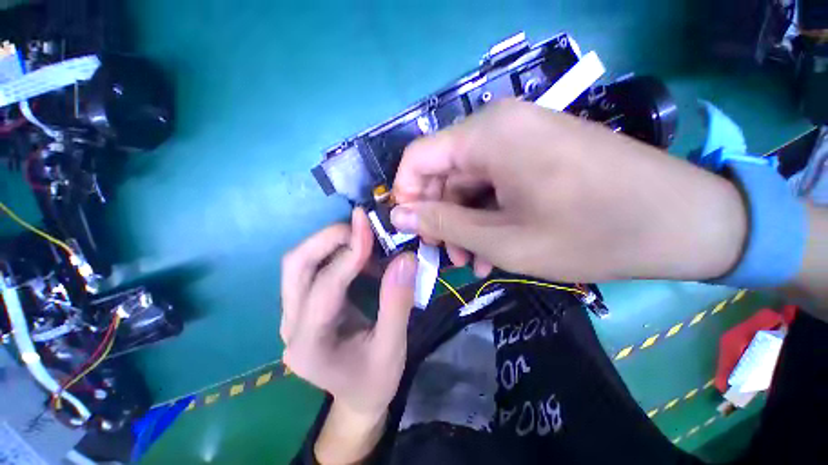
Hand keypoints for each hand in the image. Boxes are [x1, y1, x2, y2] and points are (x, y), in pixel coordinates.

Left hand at [280, 208, 415, 417]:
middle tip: (362, 227)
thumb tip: (406, 258)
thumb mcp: (393, 347)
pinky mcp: (302, 306)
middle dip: (329, 239)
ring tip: (364, 240)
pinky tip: (360, 256)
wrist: (357, 398)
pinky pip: (312, 268)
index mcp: (309, 345)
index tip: (369, 227)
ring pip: (299, 263)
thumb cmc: (375, 379)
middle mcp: (290, 325)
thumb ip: (398, 302)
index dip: (349, 254)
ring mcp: (292, 314)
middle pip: (296, 266)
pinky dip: (335, 253)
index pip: (325, 287)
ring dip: (330, 243)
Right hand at [390, 99, 747, 282]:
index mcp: (486, 137)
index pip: (416, 158)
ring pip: (467, 183)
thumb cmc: (591, 234)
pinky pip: (492, 183)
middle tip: (448, 255)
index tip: (412, 230)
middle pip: (442, 172)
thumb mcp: (502, 240)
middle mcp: (497, 127)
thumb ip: (442, 224)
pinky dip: (486, 215)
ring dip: (465, 222)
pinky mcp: (535, 152)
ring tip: (474, 261)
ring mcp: (519, 137)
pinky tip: (494, 247)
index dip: (406, 195)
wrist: (683, 221)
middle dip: (440, 216)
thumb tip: (399, 216)